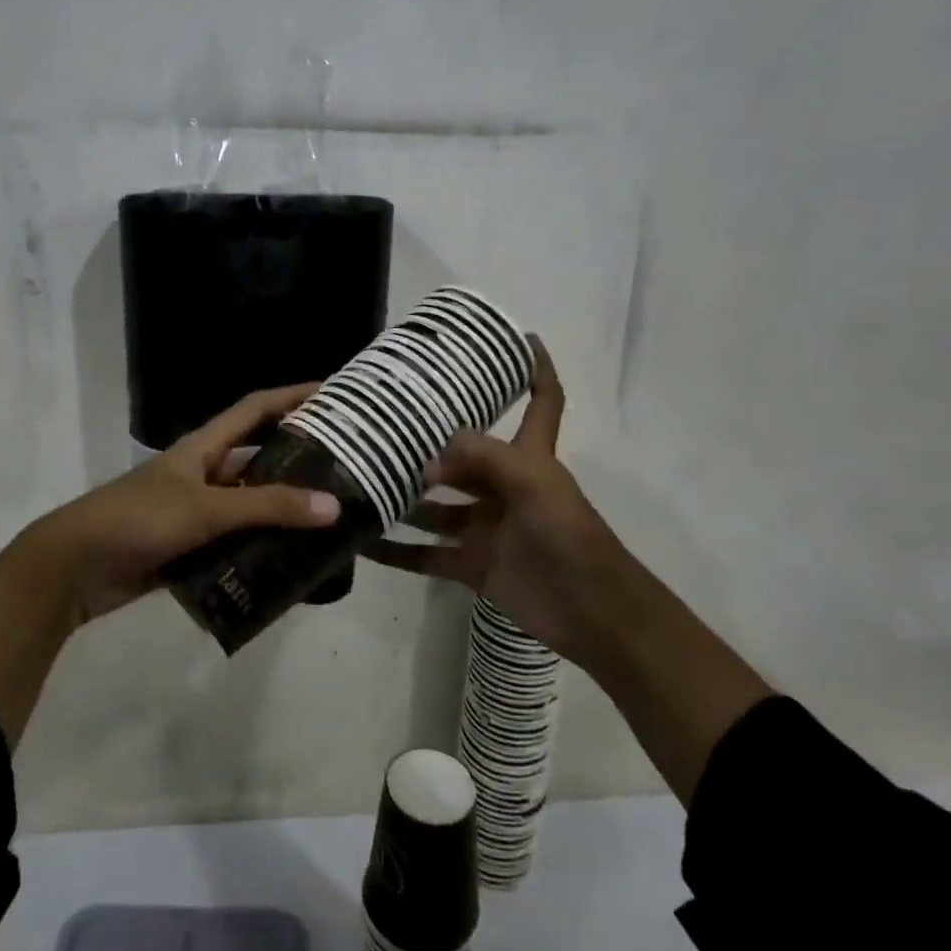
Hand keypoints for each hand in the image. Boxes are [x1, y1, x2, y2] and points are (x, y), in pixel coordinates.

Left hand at [9, 382, 343, 626]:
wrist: (73, 568)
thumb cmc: (137, 519)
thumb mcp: (205, 508)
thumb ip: (267, 508)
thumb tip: (333, 506)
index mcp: (204, 447)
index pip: (256, 409)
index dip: (292, 396)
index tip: (334, 394)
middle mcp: (204, 473)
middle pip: (259, 460)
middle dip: (298, 463)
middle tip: (347, 470)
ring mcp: (196, 512)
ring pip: (250, 507)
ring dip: (282, 515)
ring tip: (331, 524)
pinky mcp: (189, 548)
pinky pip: (235, 545)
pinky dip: (260, 553)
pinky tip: (292, 566)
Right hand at [367, 338, 626, 666]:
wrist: (592, 614)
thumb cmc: (569, 536)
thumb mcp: (533, 483)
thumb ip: (481, 457)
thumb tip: (429, 455)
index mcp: (530, 457)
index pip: (541, 401)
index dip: (535, 367)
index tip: (520, 336)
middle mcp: (504, 486)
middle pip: (464, 455)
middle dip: (430, 442)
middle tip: (381, 423)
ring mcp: (486, 527)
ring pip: (435, 506)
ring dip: (403, 497)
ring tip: (358, 478)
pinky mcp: (472, 565)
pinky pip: (424, 554)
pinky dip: (395, 552)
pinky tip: (361, 542)